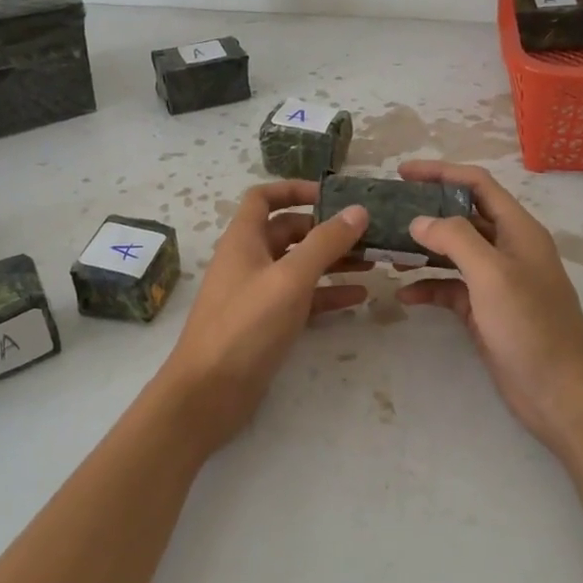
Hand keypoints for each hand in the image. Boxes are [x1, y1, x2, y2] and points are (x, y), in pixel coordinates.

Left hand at [161, 181, 369, 450]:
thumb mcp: (290, 279)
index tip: (332, 195)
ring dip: (333, 262)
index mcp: (244, 239)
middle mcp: (249, 260)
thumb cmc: (246, 326)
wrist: (209, 392)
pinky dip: (328, 294)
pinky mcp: (267, 323)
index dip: (295, 189)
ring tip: (374, 262)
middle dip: (327, 230)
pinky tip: (359, 297)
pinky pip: (302, 299)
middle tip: (367, 234)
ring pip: (300, 266)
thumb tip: (357, 210)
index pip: (264, 197)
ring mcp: (258, 293)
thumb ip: (325, 243)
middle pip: (289, 231)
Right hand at [395, 161, 582, 458]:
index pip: (477, 185)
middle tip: (388, 212)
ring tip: (387, 251)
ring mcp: (497, 282)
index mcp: (518, 230)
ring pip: (454, 254)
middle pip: (463, 217)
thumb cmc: (531, 326)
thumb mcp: (492, 274)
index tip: (402, 172)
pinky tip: (404, 295)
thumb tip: (419, 221)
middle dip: (427, 212)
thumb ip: (455, 239)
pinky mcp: (486, 312)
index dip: (441, 173)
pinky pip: (452, 289)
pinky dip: (429, 287)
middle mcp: (509, 249)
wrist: (560, 393)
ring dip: (423, 251)